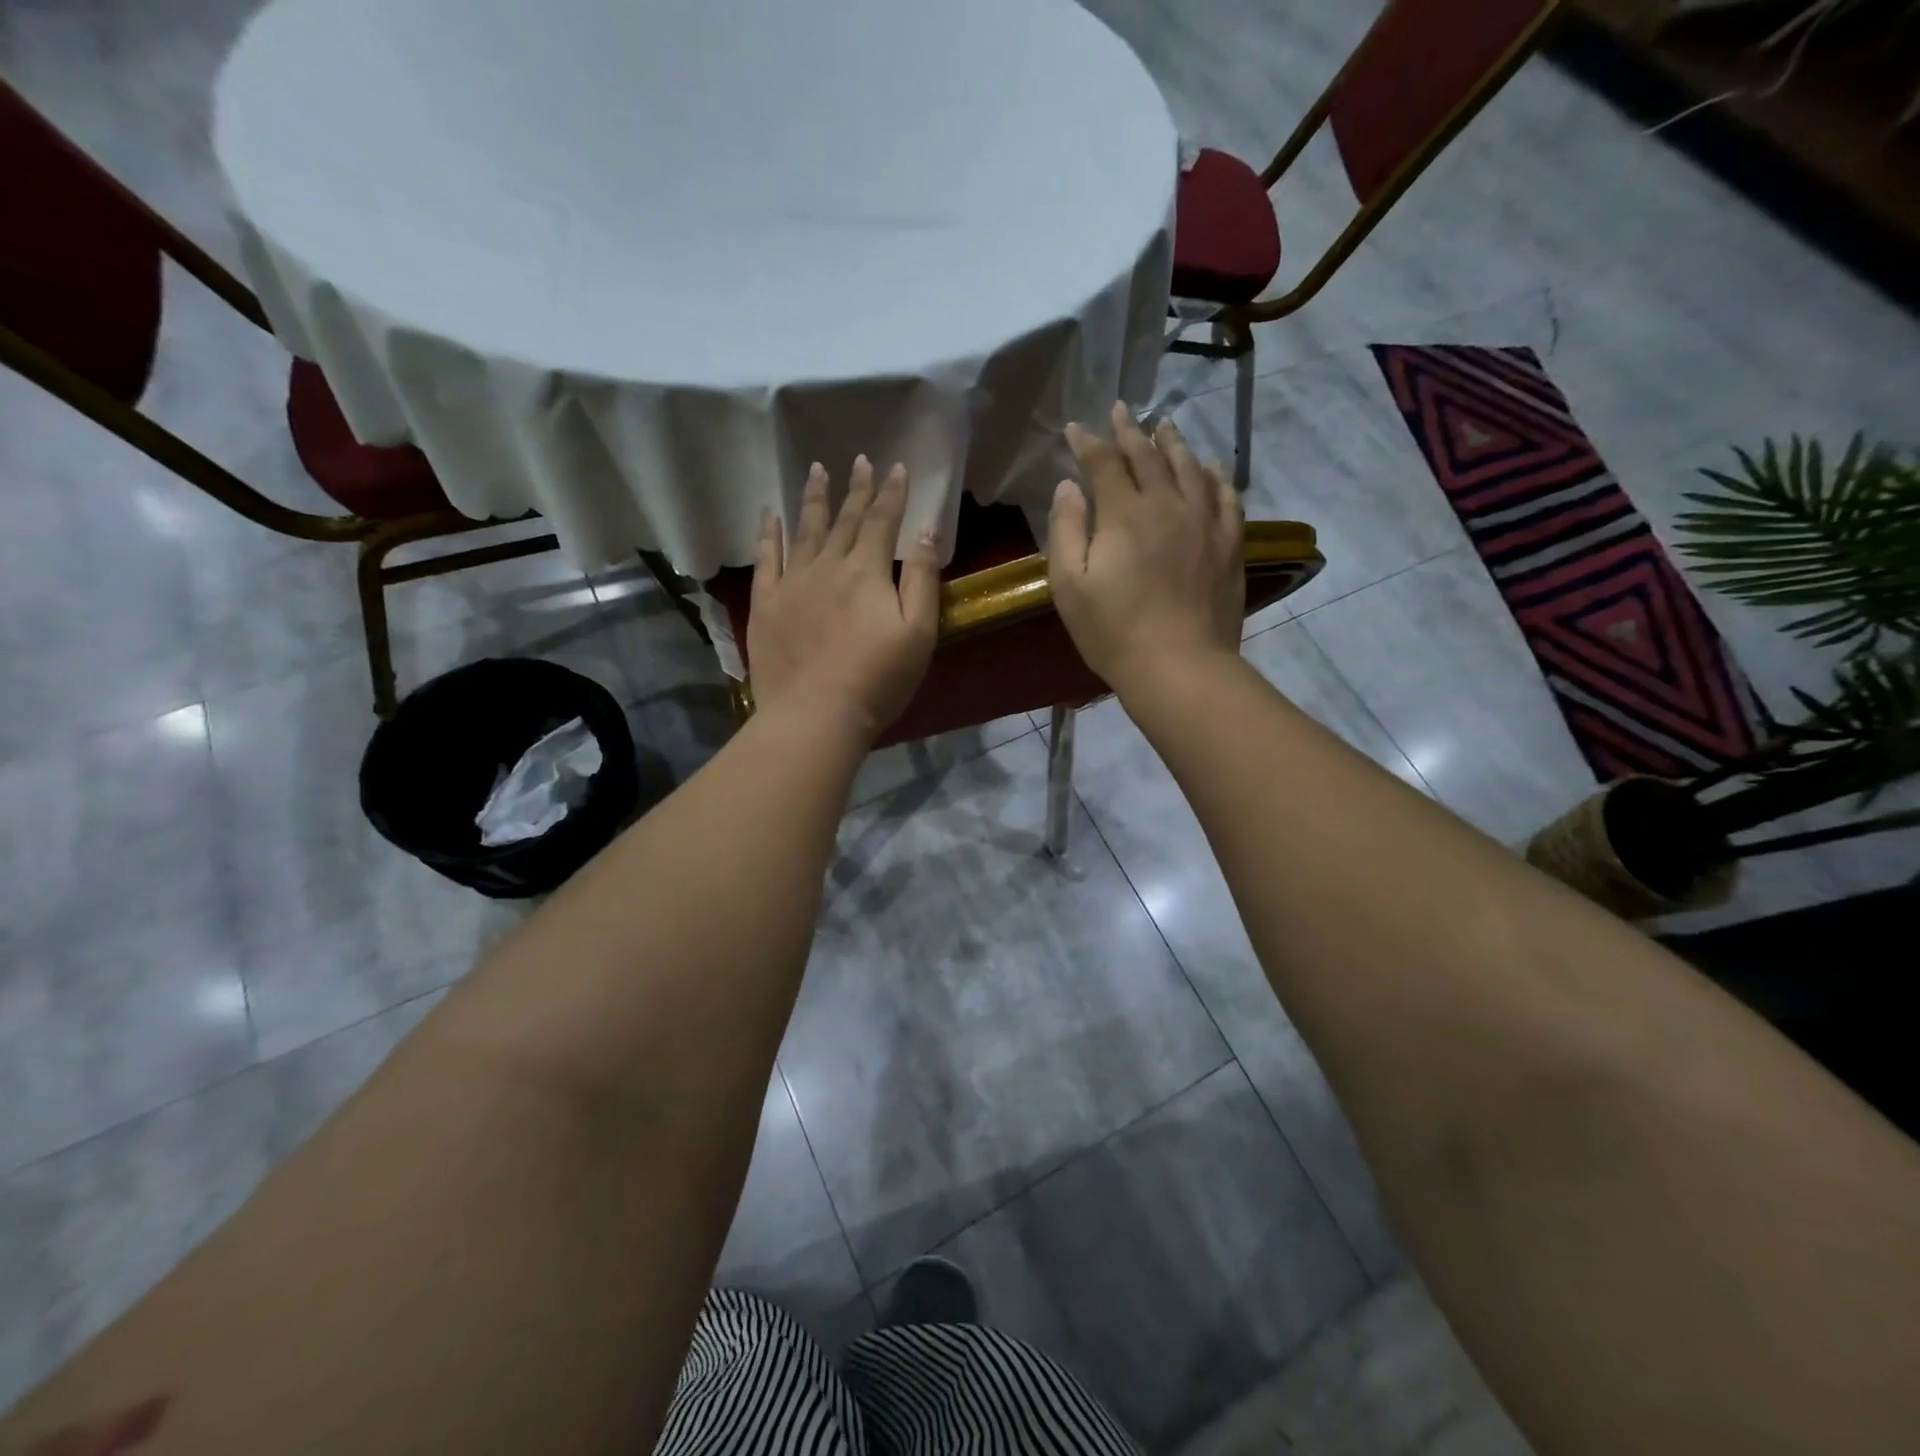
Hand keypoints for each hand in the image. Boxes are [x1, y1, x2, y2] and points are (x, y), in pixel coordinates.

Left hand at [747, 456, 940, 740]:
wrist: (815, 714)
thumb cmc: (878, 679)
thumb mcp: (918, 631)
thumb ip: (922, 577)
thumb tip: (926, 528)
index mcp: (866, 571)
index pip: (882, 521)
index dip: (892, 493)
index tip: (897, 467)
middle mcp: (827, 566)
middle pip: (844, 520)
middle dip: (855, 489)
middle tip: (858, 459)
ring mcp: (792, 583)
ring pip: (804, 530)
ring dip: (813, 499)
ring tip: (816, 470)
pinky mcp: (766, 604)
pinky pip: (766, 558)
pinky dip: (769, 533)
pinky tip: (770, 514)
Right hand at [1047, 402, 1244, 694]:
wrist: (1179, 666)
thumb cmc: (1113, 631)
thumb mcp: (1069, 586)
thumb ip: (1066, 530)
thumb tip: (1068, 487)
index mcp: (1124, 514)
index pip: (1104, 463)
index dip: (1088, 442)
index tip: (1075, 429)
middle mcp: (1167, 504)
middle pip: (1148, 456)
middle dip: (1129, 431)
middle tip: (1120, 410)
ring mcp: (1204, 521)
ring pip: (1189, 467)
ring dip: (1172, 443)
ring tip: (1163, 426)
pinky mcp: (1229, 543)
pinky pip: (1226, 495)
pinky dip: (1215, 475)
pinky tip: (1210, 467)